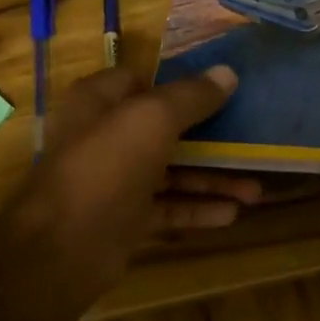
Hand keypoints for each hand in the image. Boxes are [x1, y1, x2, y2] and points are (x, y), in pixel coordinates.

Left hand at [0, 64, 258, 310]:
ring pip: (171, 173)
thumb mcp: (152, 120)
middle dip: (210, 139)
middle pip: (164, 130)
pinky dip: (197, 209)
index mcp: (99, 102)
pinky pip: (167, 208)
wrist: (63, 247)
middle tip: (252, 143)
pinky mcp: (124, 219)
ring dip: (212, 180)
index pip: (141, 81)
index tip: (221, 90)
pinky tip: (232, 214)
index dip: (179, 84)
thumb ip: (191, 96)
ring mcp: (114, 181)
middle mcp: (105, 137)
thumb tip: (228, 73)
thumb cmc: (105, 167)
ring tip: (255, 190)